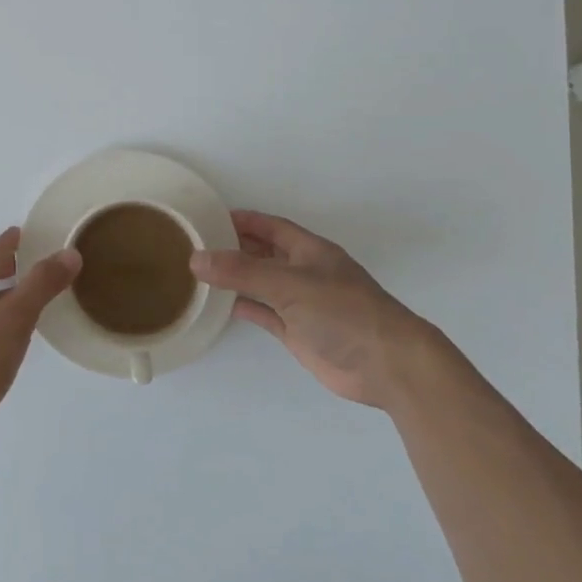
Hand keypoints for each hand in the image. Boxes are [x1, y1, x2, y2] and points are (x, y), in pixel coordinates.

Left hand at [0, 228, 81, 459]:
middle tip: (37, 264)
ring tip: (34, 298)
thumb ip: (42, 284)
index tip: (26, 232)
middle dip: (8, 268)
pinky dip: (0, 321)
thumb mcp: (14, 318)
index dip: (12, 242)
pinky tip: (16, 336)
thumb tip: (69, 253)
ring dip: (5, 296)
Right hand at [191, 210, 448, 409]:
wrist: (386, 365)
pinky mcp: (298, 332)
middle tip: (197, 243)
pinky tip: (222, 304)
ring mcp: (302, 304)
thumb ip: (242, 271)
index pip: (271, 227)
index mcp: (310, 251)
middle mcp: (304, 273)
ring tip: (200, 272)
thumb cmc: (343, 312)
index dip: (244, 220)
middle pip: (264, 253)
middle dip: (235, 247)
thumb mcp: (289, 284)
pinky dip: (245, 307)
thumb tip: (195, 258)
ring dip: (236, 278)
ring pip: (262, 283)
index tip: (210, 216)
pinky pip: (265, 313)